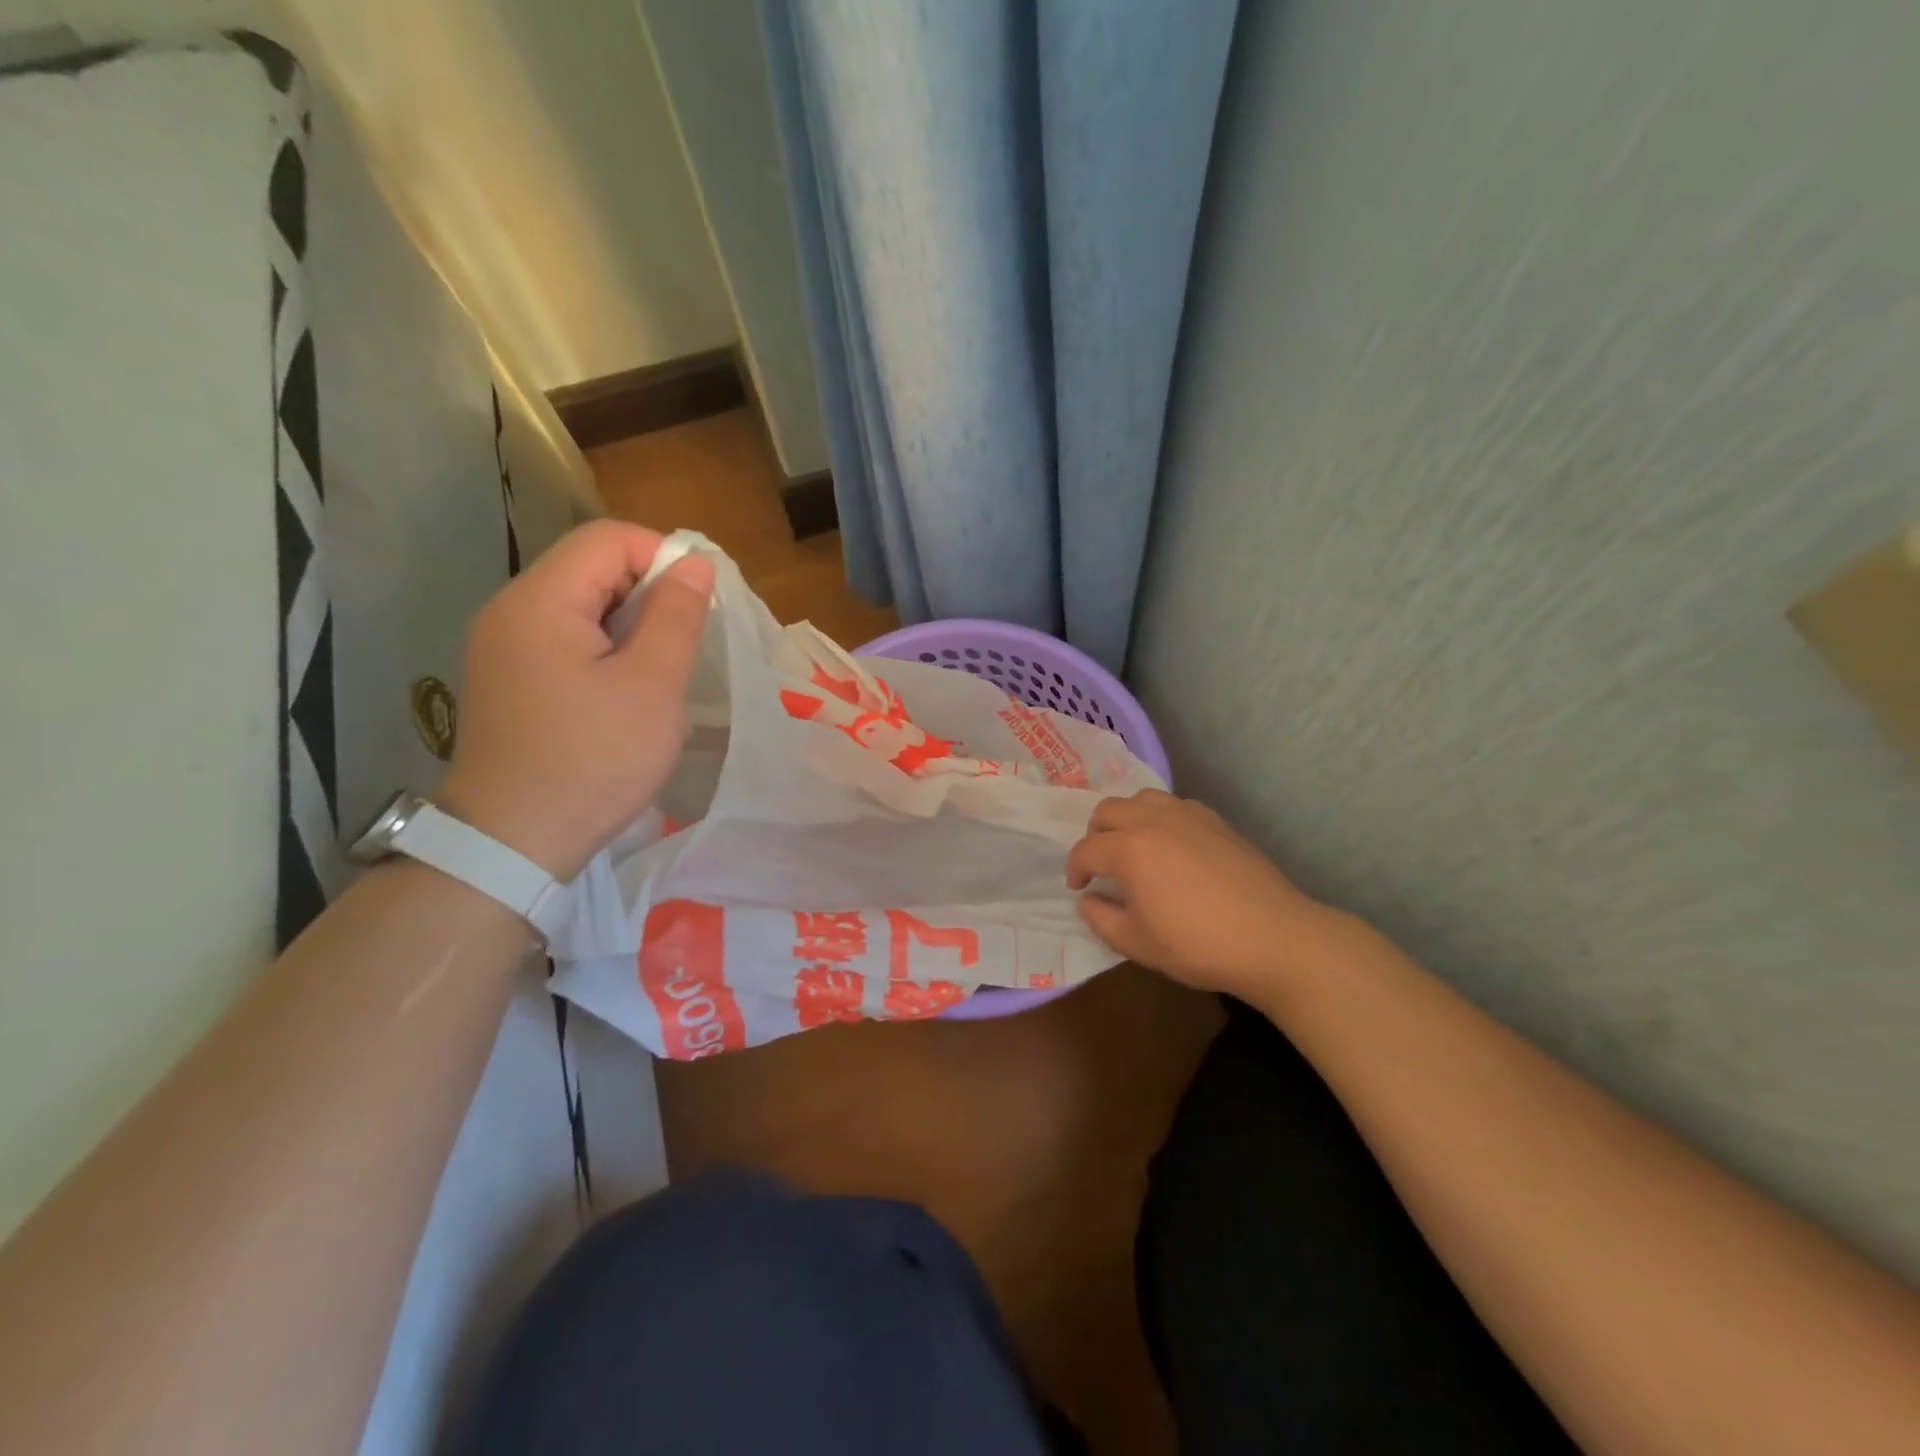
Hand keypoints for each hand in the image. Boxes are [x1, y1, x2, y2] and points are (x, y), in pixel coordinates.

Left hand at [438, 521, 713, 881]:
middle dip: (650, 589)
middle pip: (590, 566)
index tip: (701, 602)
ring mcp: (504, 645)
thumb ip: (676, 615)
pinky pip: (566, 637)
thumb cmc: (593, 760)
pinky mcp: (510, 677)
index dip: (664, 555)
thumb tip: (695, 564)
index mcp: (540, 601)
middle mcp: (511, 610)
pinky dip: (607, 645)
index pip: (608, 539)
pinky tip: (629, 686)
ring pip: (581, 603)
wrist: (513, 842)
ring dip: (632, 620)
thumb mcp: (651, 685)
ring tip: (665, 665)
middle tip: (689, 639)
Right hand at [1066, 789, 1353, 999]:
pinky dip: (1158, 817)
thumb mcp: (1137, 943)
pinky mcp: (1216, 821)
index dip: (1075, 869)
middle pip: (1108, 810)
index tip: (1079, 889)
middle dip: (1094, 835)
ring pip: (1141, 798)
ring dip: (1126, 818)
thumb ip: (1101, 918)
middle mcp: (1154, 820)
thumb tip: (1087, 901)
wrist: (1273, 938)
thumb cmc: (1198, 945)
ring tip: (1131, 847)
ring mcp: (1188, 815)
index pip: (1086, 849)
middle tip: (1100, 864)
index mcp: (1129, 848)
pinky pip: (1174, 805)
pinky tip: (1170, 845)